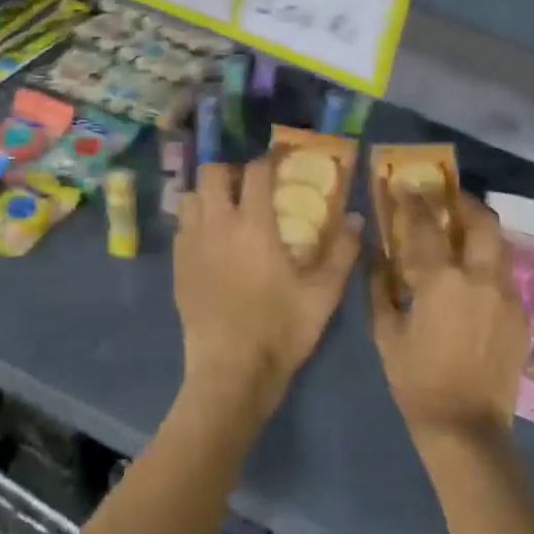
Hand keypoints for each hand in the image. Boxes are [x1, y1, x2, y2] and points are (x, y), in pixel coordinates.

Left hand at [174, 159, 361, 405]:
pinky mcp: (178, 268)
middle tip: (251, 186)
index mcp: (253, 226)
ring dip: (210, 195)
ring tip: (229, 211)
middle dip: (231, 171)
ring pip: (191, 198)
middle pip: (212, 173)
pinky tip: (213, 243)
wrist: (232, 372)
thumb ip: (342, 252)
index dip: (269, 161)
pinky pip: (182, 228)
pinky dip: (196, 222)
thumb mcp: (323, 294)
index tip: (280, 163)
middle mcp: (216, 226)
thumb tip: (355, 218)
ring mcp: (191, 246)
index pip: (256, 172)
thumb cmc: (282, 330)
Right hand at [369, 190, 528, 454]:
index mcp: (443, 281)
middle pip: (482, 222)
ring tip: (464, 231)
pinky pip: (506, 276)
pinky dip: (490, 264)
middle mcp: (482, 278)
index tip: (405, 185)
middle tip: (448, 199)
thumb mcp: (386, 334)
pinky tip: (475, 278)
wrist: (466, 426)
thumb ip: (381, 288)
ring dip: (482, 231)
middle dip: (464, 203)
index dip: (413, 202)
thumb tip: (379, 257)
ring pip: (501, 246)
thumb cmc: (416, 380)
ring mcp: (508, 296)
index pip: (427, 226)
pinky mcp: (521, 315)